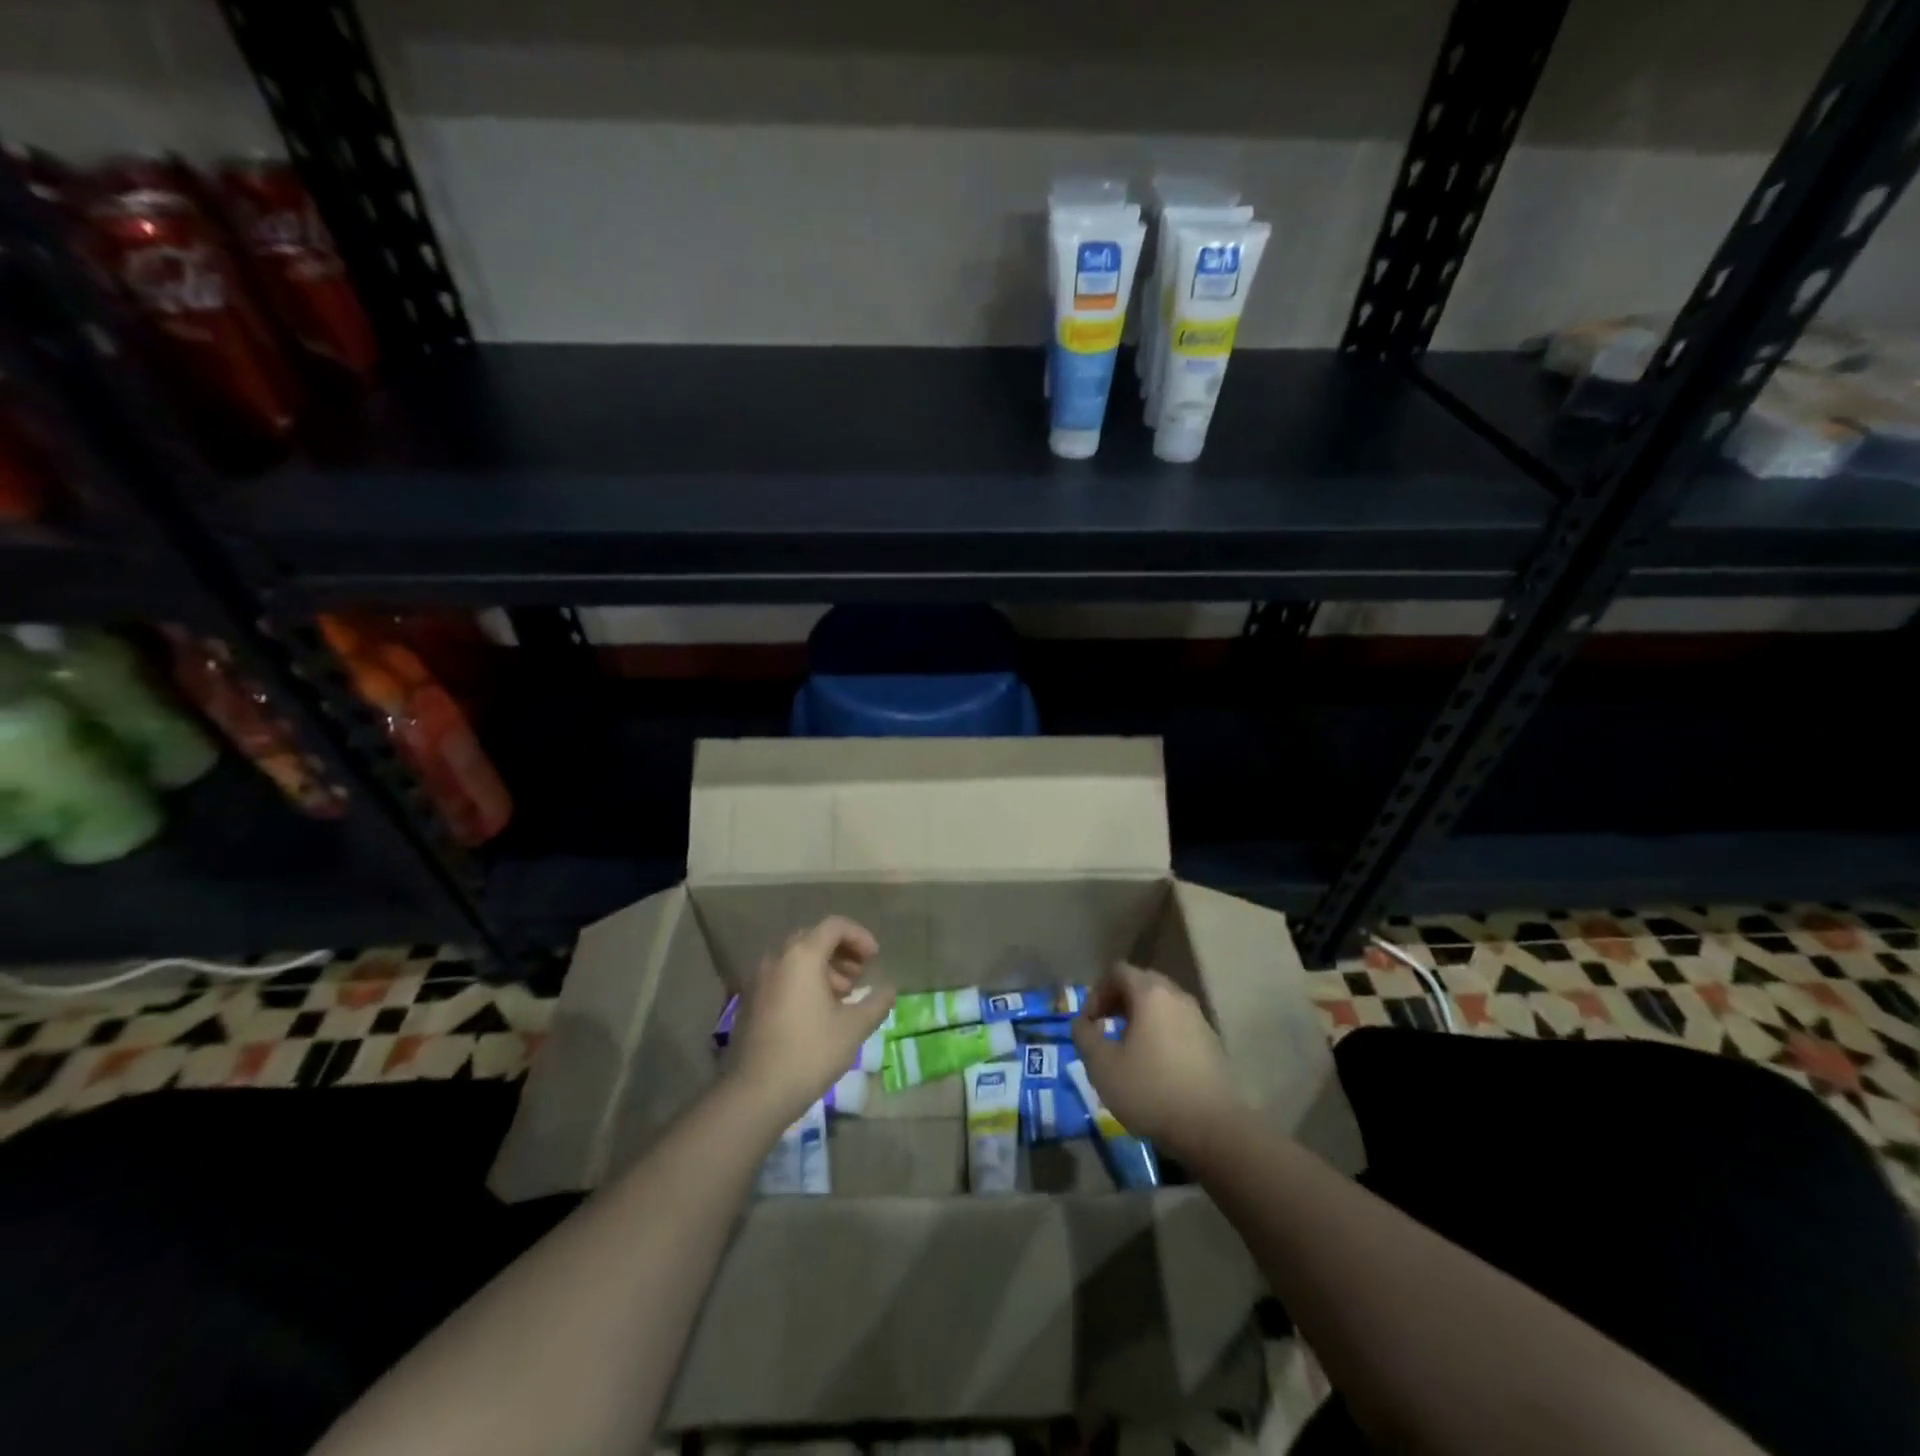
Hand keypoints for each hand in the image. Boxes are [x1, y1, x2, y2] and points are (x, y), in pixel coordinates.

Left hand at [728, 916, 895, 1127]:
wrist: (755, 1092)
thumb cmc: (810, 1053)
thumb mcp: (853, 1028)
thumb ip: (876, 1002)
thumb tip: (889, 989)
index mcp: (802, 956)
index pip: (835, 926)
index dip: (860, 936)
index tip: (875, 959)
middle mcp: (777, 958)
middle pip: (814, 938)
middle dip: (842, 952)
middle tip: (860, 977)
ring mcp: (760, 979)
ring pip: (797, 958)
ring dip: (824, 967)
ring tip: (843, 997)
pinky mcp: (751, 1000)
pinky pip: (783, 975)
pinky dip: (805, 980)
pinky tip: (818, 1011)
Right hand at [1072, 962, 1244, 1157]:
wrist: (1214, 1129)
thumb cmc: (1151, 1090)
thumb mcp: (1102, 1066)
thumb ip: (1084, 1036)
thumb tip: (1082, 1023)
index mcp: (1151, 994)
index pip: (1118, 971)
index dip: (1097, 992)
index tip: (1090, 1023)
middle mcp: (1177, 997)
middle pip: (1142, 983)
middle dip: (1118, 1001)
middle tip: (1105, 1028)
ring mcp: (1199, 1019)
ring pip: (1162, 1005)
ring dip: (1140, 1018)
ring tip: (1128, 1048)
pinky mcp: (1212, 1043)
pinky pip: (1178, 1025)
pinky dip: (1161, 1033)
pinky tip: (1155, 1066)